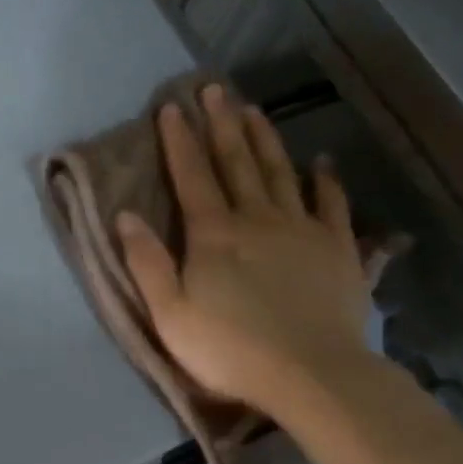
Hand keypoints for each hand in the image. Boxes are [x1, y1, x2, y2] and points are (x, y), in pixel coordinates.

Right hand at [117, 86, 373, 416]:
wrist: (314, 375)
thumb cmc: (231, 349)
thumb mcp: (170, 314)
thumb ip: (147, 263)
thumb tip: (125, 215)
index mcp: (214, 233)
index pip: (191, 175)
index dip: (179, 140)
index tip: (171, 107)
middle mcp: (257, 218)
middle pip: (236, 162)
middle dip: (222, 123)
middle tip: (215, 88)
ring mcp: (302, 230)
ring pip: (280, 173)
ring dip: (265, 139)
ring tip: (255, 110)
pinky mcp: (337, 248)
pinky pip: (331, 205)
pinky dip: (325, 182)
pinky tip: (321, 164)